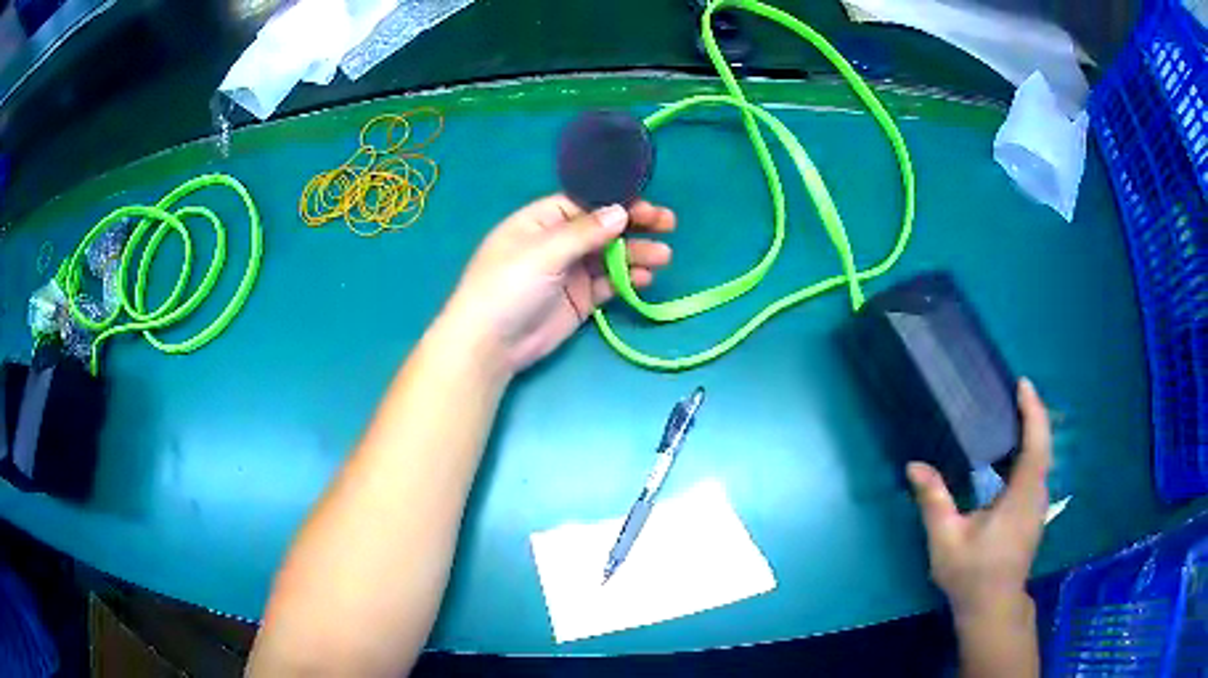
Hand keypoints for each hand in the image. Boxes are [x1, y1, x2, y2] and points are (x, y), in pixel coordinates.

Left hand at [442, 194, 674, 373]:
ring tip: (662, 257)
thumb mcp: (542, 253)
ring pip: (610, 255)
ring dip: (636, 253)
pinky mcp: (580, 299)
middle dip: (635, 225)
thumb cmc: (508, 287)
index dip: (617, 202)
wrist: (490, 345)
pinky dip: (627, 279)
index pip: (586, 203)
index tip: (646, 208)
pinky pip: (609, 283)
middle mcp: (558, 242)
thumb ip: (584, 232)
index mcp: (542, 220)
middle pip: (603, 227)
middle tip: (668, 224)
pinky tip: (645, 278)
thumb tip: (620, 211)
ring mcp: (570, 271)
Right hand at [906, 378, 1051, 618]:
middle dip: (1034, 415)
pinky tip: (1013, 453)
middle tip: (1016, 392)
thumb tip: (914, 465)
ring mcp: (1038, 506)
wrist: (992, 608)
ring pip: (1043, 459)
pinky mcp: (1034, 514)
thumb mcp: (946, 541)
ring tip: (1014, 414)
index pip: (1036, 445)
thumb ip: (934, 501)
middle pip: (1044, 446)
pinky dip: (1030, 451)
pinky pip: (1037, 471)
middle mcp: (1036, 496)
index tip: (1022, 384)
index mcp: (1021, 497)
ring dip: (1033, 432)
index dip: (1033, 412)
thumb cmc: (971, 575)